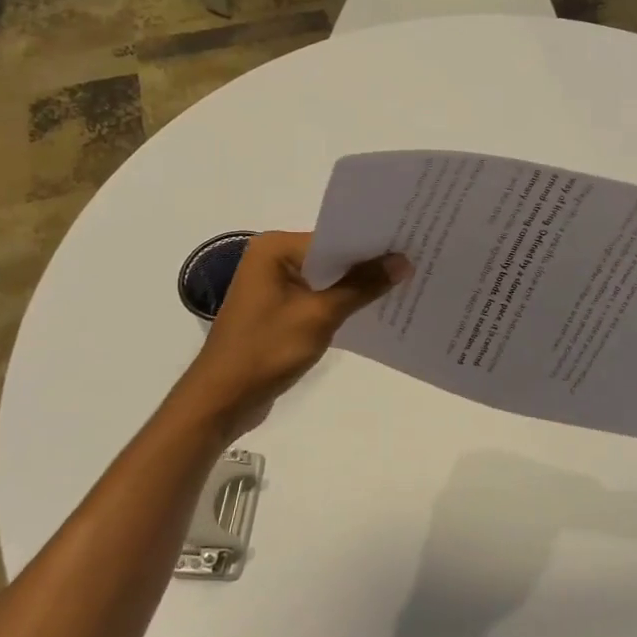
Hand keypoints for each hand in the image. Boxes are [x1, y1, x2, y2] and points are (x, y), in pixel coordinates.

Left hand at [176, 232, 408, 434]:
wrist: (221, 400)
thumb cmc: (266, 349)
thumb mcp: (320, 315)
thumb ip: (362, 286)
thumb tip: (403, 261)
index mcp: (274, 249)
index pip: (333, 237)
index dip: (371, 244)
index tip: (410, 245)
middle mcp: (271, 259)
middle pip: (331, 257)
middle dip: (367, 265)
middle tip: (415, 263)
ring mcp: (273, 286)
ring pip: (326, 279)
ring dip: (356, 287)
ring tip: (403, 286)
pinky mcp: (277, 311)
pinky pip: (317, 299)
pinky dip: (340, 304)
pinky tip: (372, 311)